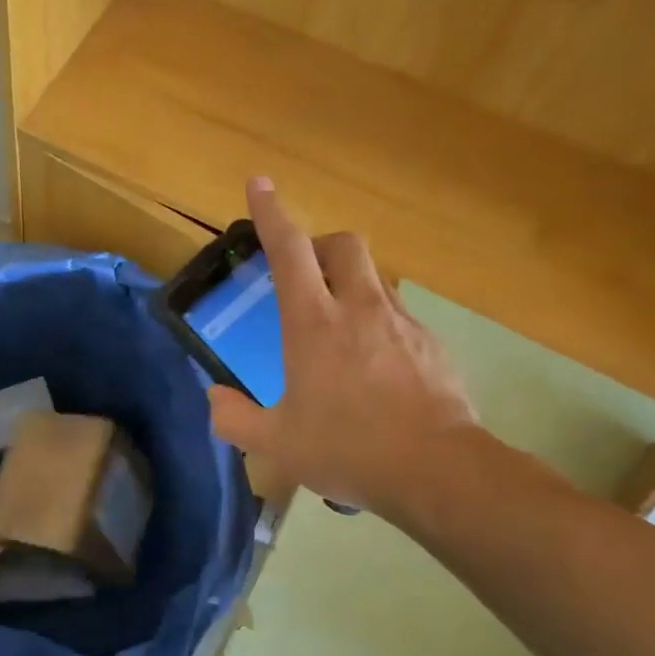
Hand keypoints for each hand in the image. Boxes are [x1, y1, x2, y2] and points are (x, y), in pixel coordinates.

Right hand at [207, 179, 479, 520]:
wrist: (439, 471)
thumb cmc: (349, 449)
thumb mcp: (277, 444)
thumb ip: (234, 419)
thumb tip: (215, 398)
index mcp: (314, 324)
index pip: (289, 251)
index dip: (271, 214)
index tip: (260, 184)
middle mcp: (359, 309)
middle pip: (343, 244)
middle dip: (320, 245)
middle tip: (303, 275)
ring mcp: (401, 323)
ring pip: (375, 277)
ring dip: (351, 284)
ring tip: (338, 328)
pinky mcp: (431, 344)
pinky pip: (398, 315)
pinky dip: (378, 322)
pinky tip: (374, 366)